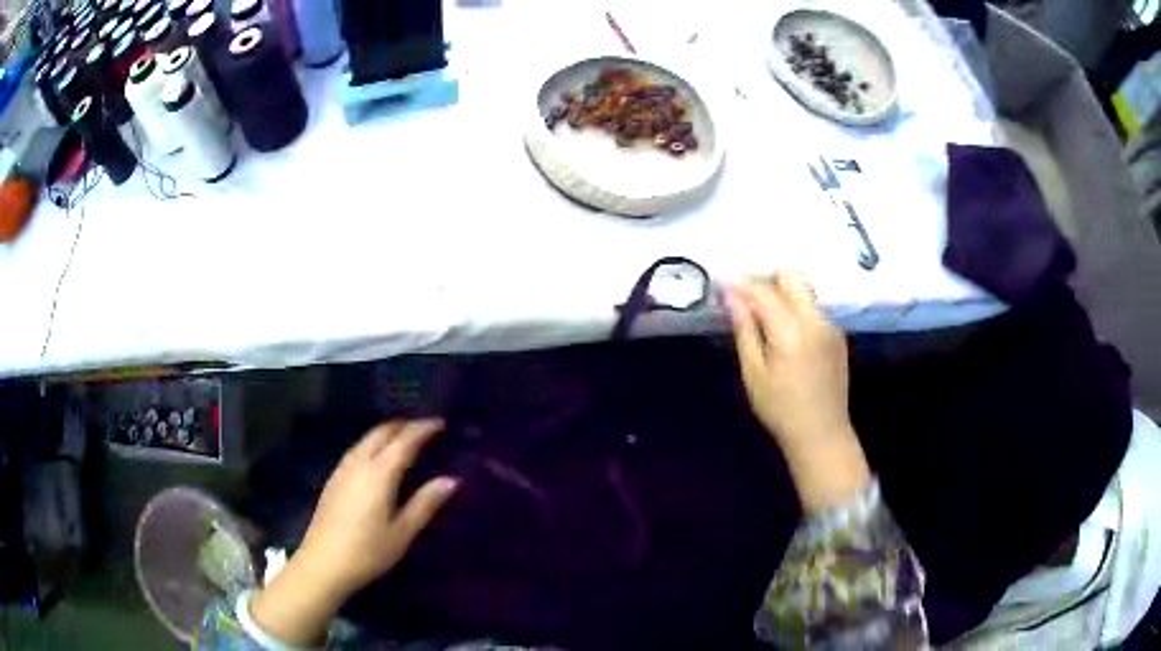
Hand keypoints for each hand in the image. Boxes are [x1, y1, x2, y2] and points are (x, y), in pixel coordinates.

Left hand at [296, 419, 457, 594]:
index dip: (423, 428)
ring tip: (404, 439)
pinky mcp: (333, 480)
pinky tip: (377, 458)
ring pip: (366, 439)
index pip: (404, 441)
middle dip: (404, 425)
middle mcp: (359, 463)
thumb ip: (425, 503)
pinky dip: (373, 444)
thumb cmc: (368, 551)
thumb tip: (451, 480)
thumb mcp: (403, 532)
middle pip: (381, 432)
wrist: (323, 563)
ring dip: (387, 433)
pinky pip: (357, 449)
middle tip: (424, 429)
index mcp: (379, 473)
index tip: (441, 422)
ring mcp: (342, 470)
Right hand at [726, 275, 869, 511]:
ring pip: (804, 291)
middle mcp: (815, 319)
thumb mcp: (753, 373)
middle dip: (766, 281)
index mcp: (791, 330)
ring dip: (782, 293)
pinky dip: (797, 309)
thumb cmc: (780, 409)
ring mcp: (830, 325)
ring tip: (763, 314)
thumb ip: (745, 331)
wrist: (822, 433)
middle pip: (790, 279)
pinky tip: (786, 332)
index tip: (722, 282)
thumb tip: (732, 298)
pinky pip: (814, 308)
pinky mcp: (838, 334)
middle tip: (745, 298)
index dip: (740, 285)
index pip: (762, 292)